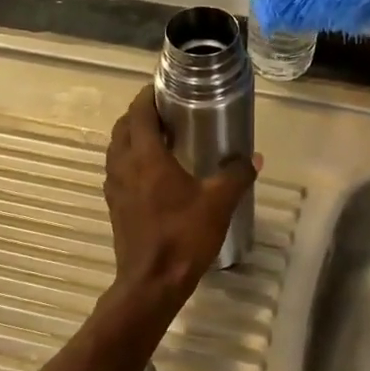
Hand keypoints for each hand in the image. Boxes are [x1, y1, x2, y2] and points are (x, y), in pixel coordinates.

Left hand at [104, 86, 258, 303]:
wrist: (151, 282)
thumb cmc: (184, 236)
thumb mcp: (218, 203)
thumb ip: (236, 175)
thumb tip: (254, 157)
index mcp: (146, 157)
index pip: (139, 113)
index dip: (147, 96)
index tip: (162, 88)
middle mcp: (124, 165)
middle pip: (123, 127)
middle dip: (140, 114)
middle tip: (165, 112)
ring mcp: (115, 187)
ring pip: (116, 149)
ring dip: (132, 137)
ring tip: (159, 138)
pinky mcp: (115, 206)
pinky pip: (117, 170)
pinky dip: (129, 160)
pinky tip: (151, 172)